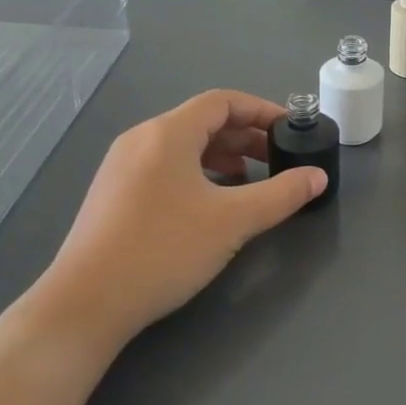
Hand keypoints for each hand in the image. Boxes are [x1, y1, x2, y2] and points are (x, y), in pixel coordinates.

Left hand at [32, 91, 325, 345]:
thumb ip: (281, 195)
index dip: (260, 110)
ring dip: (220, 155)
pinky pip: (163, 167)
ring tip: (247, 180)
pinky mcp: (112, 194)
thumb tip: (318, 176)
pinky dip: (195, 172)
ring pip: (181, 146)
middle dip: (244, 136)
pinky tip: (208, 203)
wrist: (87, 302)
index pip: (222, 101)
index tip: (290, 129)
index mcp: (167, 133)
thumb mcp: (232, 221)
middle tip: (276, 159)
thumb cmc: (164, 250)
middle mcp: (141, 139)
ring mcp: (121, 166)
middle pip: (201, 121)